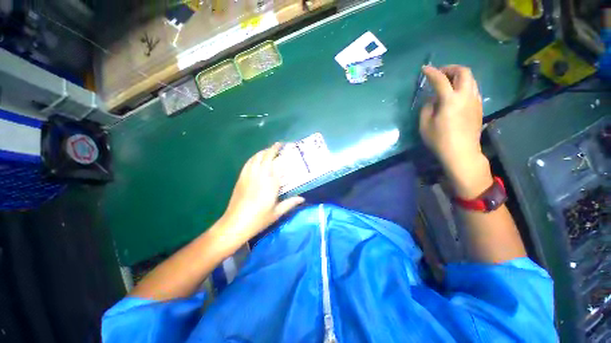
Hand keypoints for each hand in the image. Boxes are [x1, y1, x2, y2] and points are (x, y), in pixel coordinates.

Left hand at [215, 143, 304, 248]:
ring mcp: (249, 176)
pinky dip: (254, 157)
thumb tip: (302, 198)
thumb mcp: (277, 213)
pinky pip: (248, 163)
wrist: (235, 224)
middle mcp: (260, 176)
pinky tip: (256, 158)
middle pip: (266, 157)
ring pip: (256, 158)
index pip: (278, 165)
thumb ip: (290, 203)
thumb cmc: (258, 220)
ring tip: (270, 150)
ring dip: (263, 151)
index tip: (288, 150)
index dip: (283, 156)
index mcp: (271, 185)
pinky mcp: (241, 179)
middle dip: (273, 148)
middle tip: (280, 144)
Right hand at [419, 65, 491, 197]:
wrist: (461, 152)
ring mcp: (475, 100)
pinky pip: (473, 88)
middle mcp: (466, 96)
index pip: (440, 80)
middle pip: (463, 72)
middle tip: (440, 73)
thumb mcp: (425, 125)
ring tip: (448, 82)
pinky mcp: (478, 107)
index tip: (425, 69)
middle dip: (451, 68)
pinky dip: (464, 85)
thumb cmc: (439, 140)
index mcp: (450, 100)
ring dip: (459, 76)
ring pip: (471, 79)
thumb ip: (427, 108)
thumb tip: (433, 99)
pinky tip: (456, 93)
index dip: (431, 72)